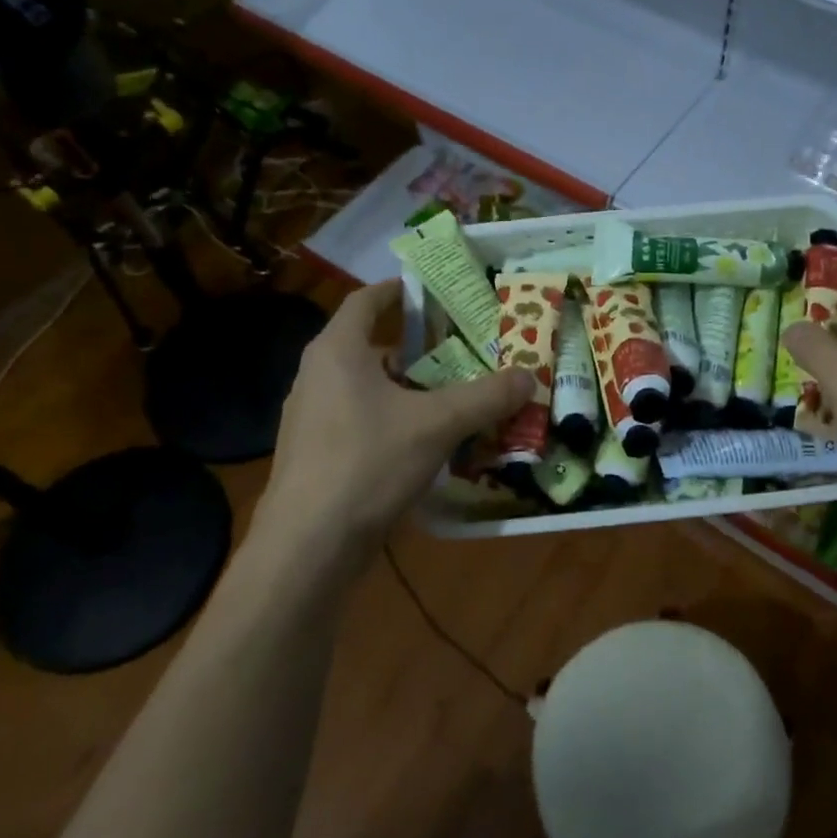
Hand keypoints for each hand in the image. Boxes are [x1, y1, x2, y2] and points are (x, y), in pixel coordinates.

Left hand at [263, 279, 531, 554]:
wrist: (307, 547)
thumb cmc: (367, 463)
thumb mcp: (437, 424)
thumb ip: (486, 397)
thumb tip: (529, 376)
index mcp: (337, 352)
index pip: (366, 301)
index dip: (398, 290)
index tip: (434, 291)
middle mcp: (318, 377)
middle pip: (372, 347)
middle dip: (419, 349)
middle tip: (463, 352)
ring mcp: (312, 419)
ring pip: (369, 389)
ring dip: (409, 390)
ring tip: (454, 398)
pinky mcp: (317, 456)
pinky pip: (362, 422)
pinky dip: (395, 422)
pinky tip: (428, 444)